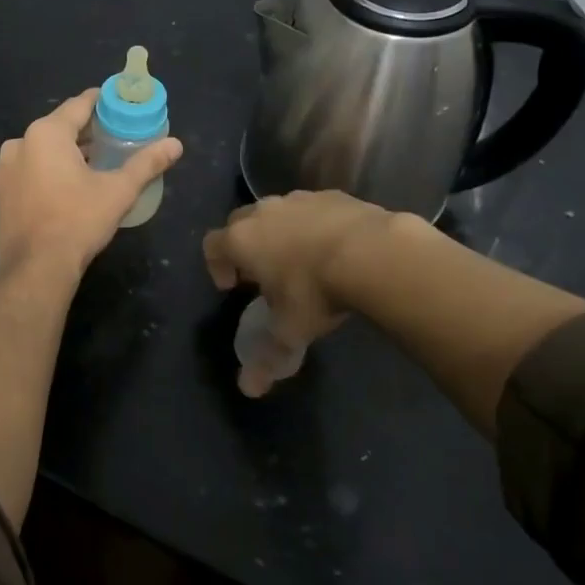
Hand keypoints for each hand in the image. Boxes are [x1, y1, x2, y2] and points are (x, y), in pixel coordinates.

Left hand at [0, 89, 182, 278]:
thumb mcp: (118, 191)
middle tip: (112, 138)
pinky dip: (45, 171)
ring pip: (40, 150)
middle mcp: (19, 143)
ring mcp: (3, 168)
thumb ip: (146, 163)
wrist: (35, 269)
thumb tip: (176, 144)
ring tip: (91, 164)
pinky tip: (63, 187)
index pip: (79, 105)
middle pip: (58, 127)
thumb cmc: (78, 222)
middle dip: (84, 131)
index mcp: (46, 133)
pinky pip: (27, 170)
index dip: (101, 102)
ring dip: (64, 152)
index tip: (118, 105)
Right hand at [203, 190, 390, 395]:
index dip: (216, 266)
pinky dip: (316, 226)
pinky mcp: (333, 195)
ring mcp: (299, 199)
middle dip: (246, 246)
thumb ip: (266, 357)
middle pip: (240, 222)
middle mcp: (264, 212)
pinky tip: (337, 249)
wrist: (373, 253)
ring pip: (278, 213)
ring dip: (281, 233)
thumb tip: (247, 389)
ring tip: (303, 262)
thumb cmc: (316, 291)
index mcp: (242, 239)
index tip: (232, 287)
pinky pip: (313, 209)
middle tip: (264, 274)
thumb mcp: (290, 331)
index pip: (212, 245)